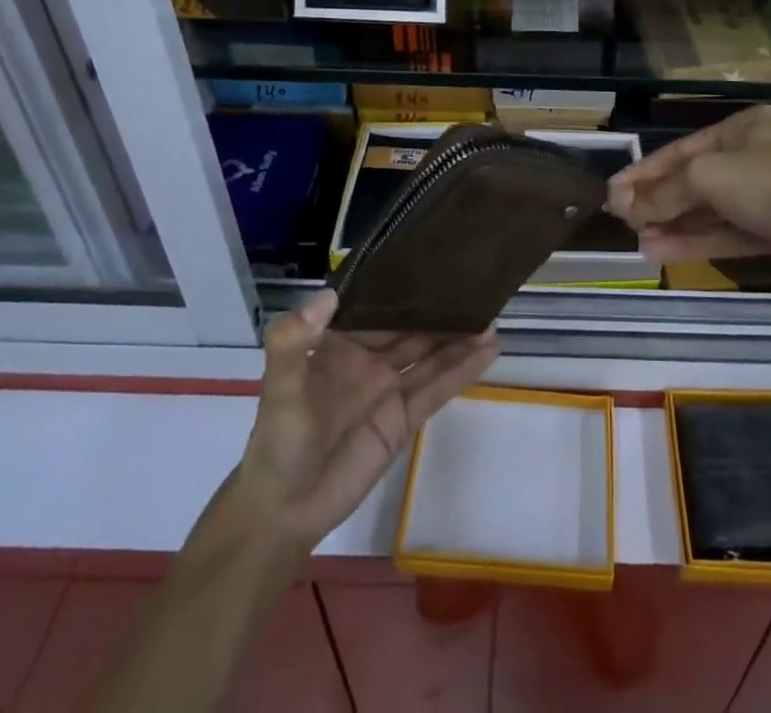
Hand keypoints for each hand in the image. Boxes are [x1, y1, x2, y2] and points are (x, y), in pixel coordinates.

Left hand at [230, 290, 497, 553]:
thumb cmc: (278, 439)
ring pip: (431, 354)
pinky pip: (438, 389)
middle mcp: (370, 359)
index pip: (378, 306)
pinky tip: (489, 352)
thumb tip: (329, 294)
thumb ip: (293, 339)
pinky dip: (463, 370)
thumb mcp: (279, 385)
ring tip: (492, 317)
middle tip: (476, 287)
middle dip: (440, 310)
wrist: (284, 509)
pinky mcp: (404, 419)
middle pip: (412, 327)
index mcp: (341, 342)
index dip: (403, 286)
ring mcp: (390, 389)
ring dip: (460, 337)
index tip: (432, 262)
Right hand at [606, 106, 770, 282]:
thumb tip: (623, 204)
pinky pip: (726, 232)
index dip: (644, 171)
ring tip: (637, 241)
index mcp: (742, 129)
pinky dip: (695, 240)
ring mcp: (766, 195)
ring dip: (672, 224)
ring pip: (708, 209)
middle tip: (621, 219)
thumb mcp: (710, 177)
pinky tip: (662, 250)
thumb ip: (665, 191)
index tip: (613, 192)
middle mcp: (753, 156)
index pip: (681, 150)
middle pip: (693, 179)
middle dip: (657, 200)